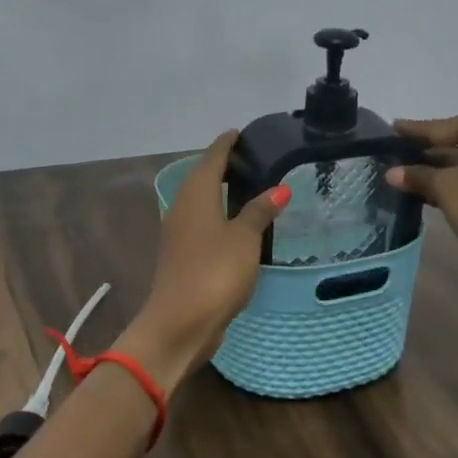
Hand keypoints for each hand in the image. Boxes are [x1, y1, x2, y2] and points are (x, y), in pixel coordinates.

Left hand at [128, 131, 290, 391]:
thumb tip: (279, 188)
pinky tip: (236, 224)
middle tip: (252, 159)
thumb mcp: (244, 239)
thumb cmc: (214, 273)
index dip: (226, 144)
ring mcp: (178, 234)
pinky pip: (201, 223)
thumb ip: (259, 211)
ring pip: (200, 201)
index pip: (211, 158)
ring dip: (219, 192)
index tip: (240, 133)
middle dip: (222, 166)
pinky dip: (218, 215)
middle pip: (201, 177)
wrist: (179, 324)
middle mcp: (181, 208)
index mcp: (195, 195)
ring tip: (248, 187)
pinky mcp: (181, 256)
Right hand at [385, 111, 457, 287]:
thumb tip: (391, 172)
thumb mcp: (446, 188)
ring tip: (399, 174)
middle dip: (424, 152)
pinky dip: (450, 184)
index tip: (391, 127)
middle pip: (455, 143)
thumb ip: (417, 175)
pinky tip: (423, 191)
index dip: (415, 131)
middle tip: (391, 153)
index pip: (444, 127)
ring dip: (435, 171)